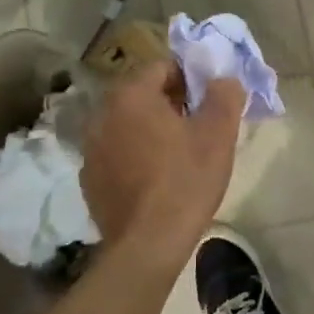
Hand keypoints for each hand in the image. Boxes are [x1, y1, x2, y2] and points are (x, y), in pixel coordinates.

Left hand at [80, 62, 245, 257]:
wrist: (148, 245)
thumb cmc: (185, 180)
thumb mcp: (218, 134)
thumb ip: (224, 95)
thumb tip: (224, 79)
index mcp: (131, 95)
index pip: (162, 67)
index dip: (190, 79)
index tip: (208, 103)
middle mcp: (102, 114)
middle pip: (143, 95)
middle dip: (171, 104)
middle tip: (198, 128)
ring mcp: (91, 149)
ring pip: (128, 125)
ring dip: (150, 131)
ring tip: (178, 156)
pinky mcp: (90, 180)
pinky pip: (117, 154)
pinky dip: (134, 157)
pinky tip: (155, 181)